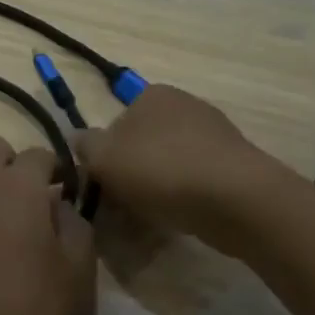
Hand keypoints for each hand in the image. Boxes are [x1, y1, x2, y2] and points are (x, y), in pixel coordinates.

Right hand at [75, 84, 266, 246]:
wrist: (235, 198)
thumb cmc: (161, 169)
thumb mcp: (105, 158)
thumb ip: (85, 147)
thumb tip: (78, 140)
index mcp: (152, 94)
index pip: (116, 123)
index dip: (105, 156)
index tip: (102, 185)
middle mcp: (184, 105)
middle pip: (143, 144)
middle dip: (131, 174)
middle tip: (121, 208)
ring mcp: (214, 133)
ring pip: (168, 164)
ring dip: (155, 189)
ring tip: (148, 220)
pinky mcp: (234, 164)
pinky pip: (195, 181)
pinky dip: (183, 197)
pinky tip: (178, 220)